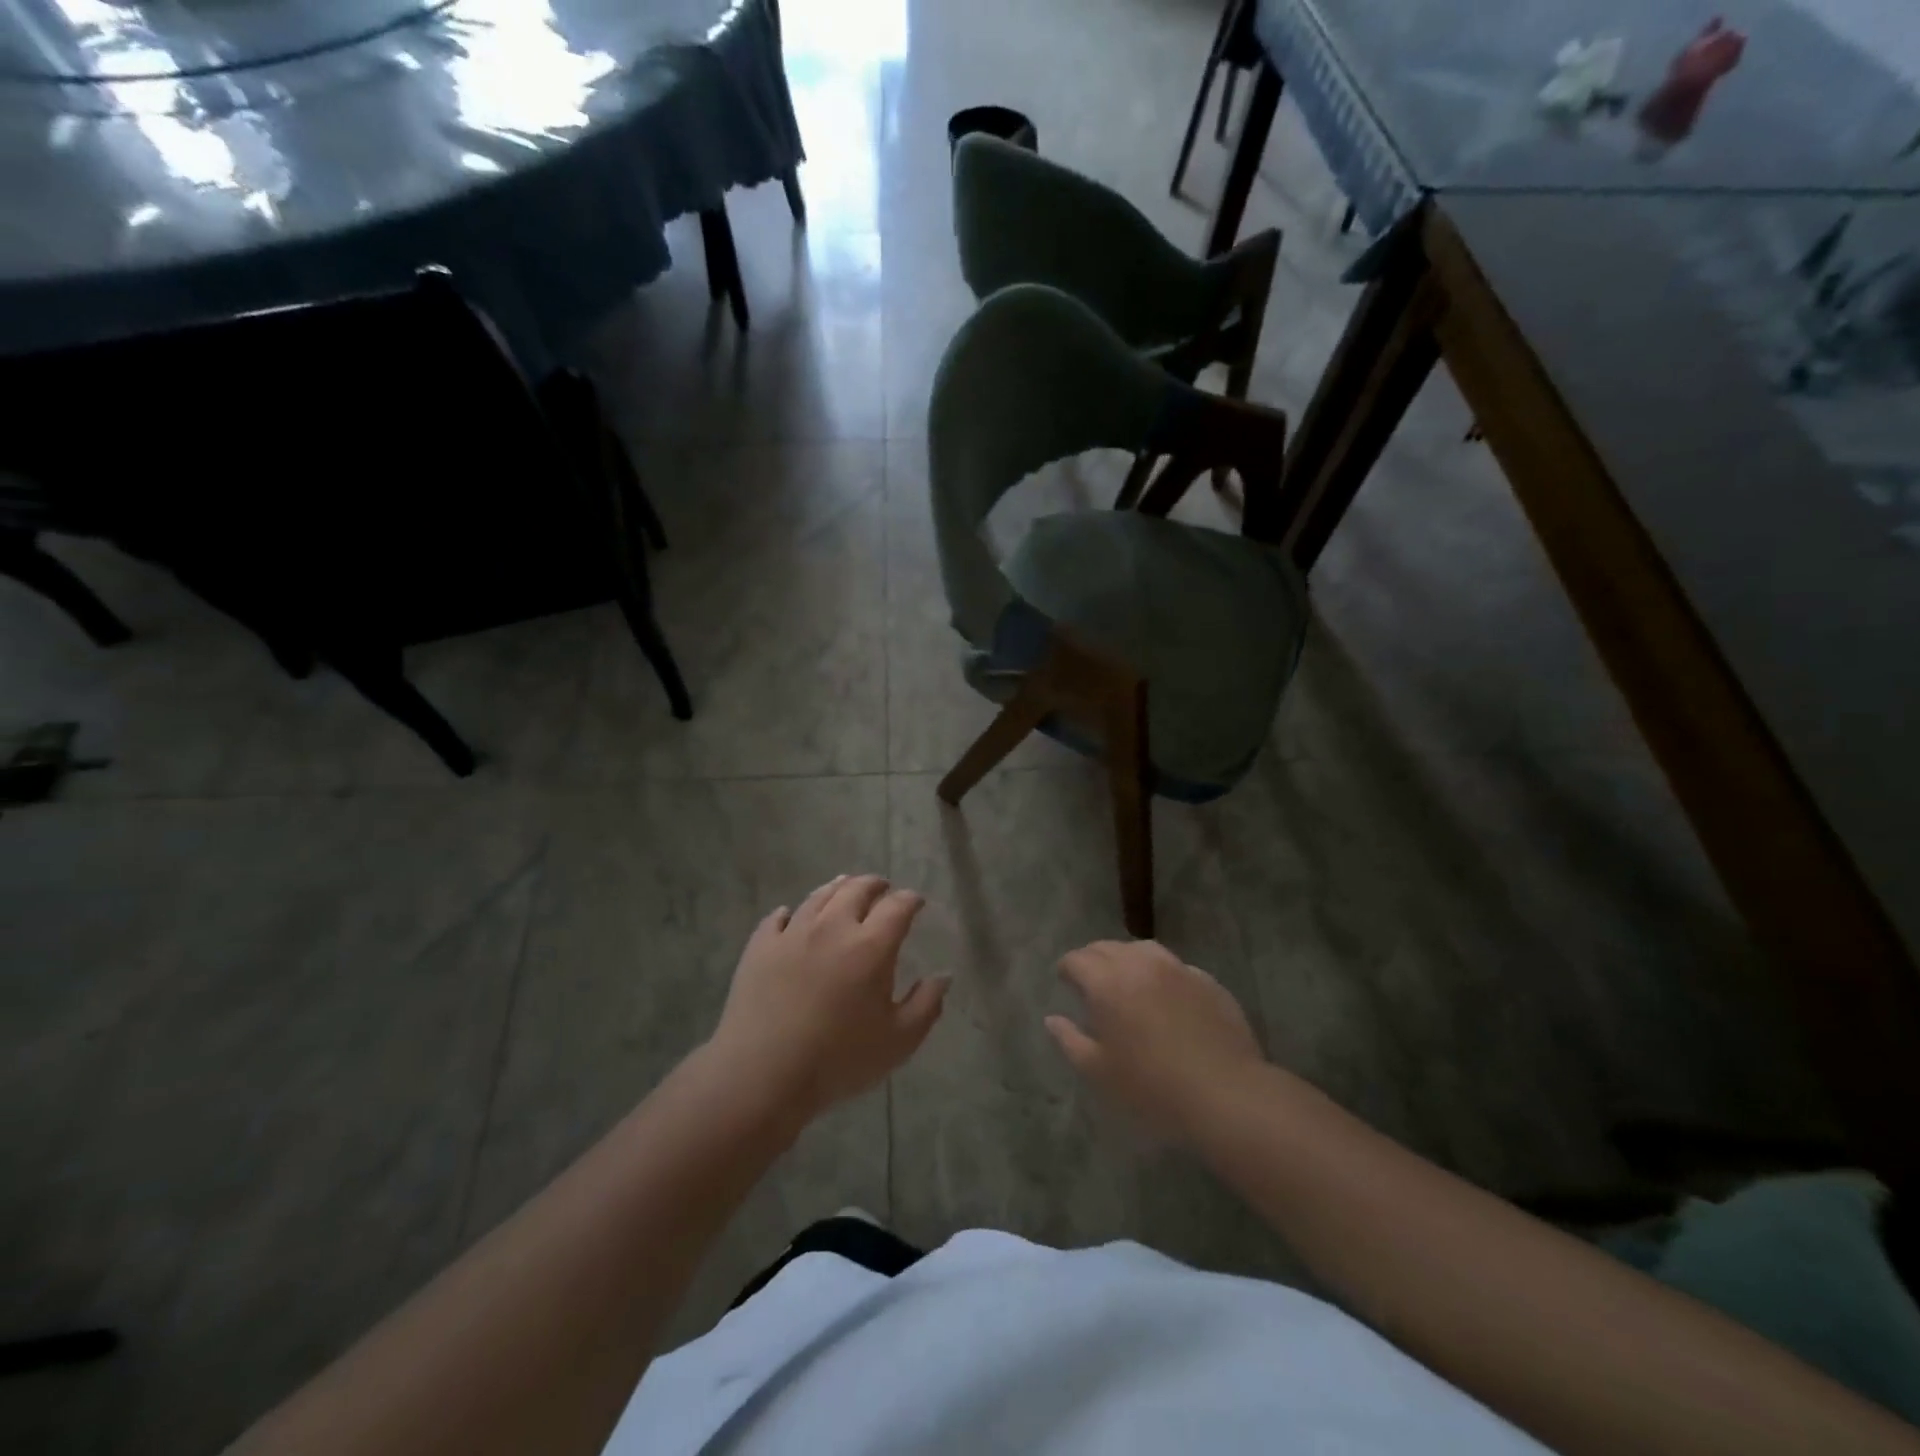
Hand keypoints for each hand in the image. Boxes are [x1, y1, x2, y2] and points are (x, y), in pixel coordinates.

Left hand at [709, 874, 947, 1123]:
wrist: (763, 1074)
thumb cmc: (839, 1060)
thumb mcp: (898, 1041)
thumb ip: (926, 1005)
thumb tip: (943, 975)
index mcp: (871, 945)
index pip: (898, 906)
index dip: (911, 900)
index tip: (917, 902)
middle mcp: (833, 926)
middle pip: (856, 889)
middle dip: (875, 884)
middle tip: (882, 888)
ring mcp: (793, 933)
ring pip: (819, 896)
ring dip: (837, 888)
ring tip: (844, 887)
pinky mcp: (761, 946)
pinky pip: (778, 918)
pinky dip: (791, 913)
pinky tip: (791, 916)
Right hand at [1045, 940, 1263, 1141]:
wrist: (1225, 1094)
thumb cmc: (1152, 1087)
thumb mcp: (1099, 1072)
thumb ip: (1070, 1040)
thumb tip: (1053, 1019)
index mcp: (1107, 983)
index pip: (1077, 959)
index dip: (1067, 968)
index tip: (1064, 980)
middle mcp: (1140, 964)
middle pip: (1107, 947)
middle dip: (1092, 959)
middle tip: (1090, 981)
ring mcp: (1177, 969)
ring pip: (1143, 949)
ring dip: (1127, 958)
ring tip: (1126, 979)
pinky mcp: (1207, 981)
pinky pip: (1174, 966)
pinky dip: (1160, 973)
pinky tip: (1164, 995)